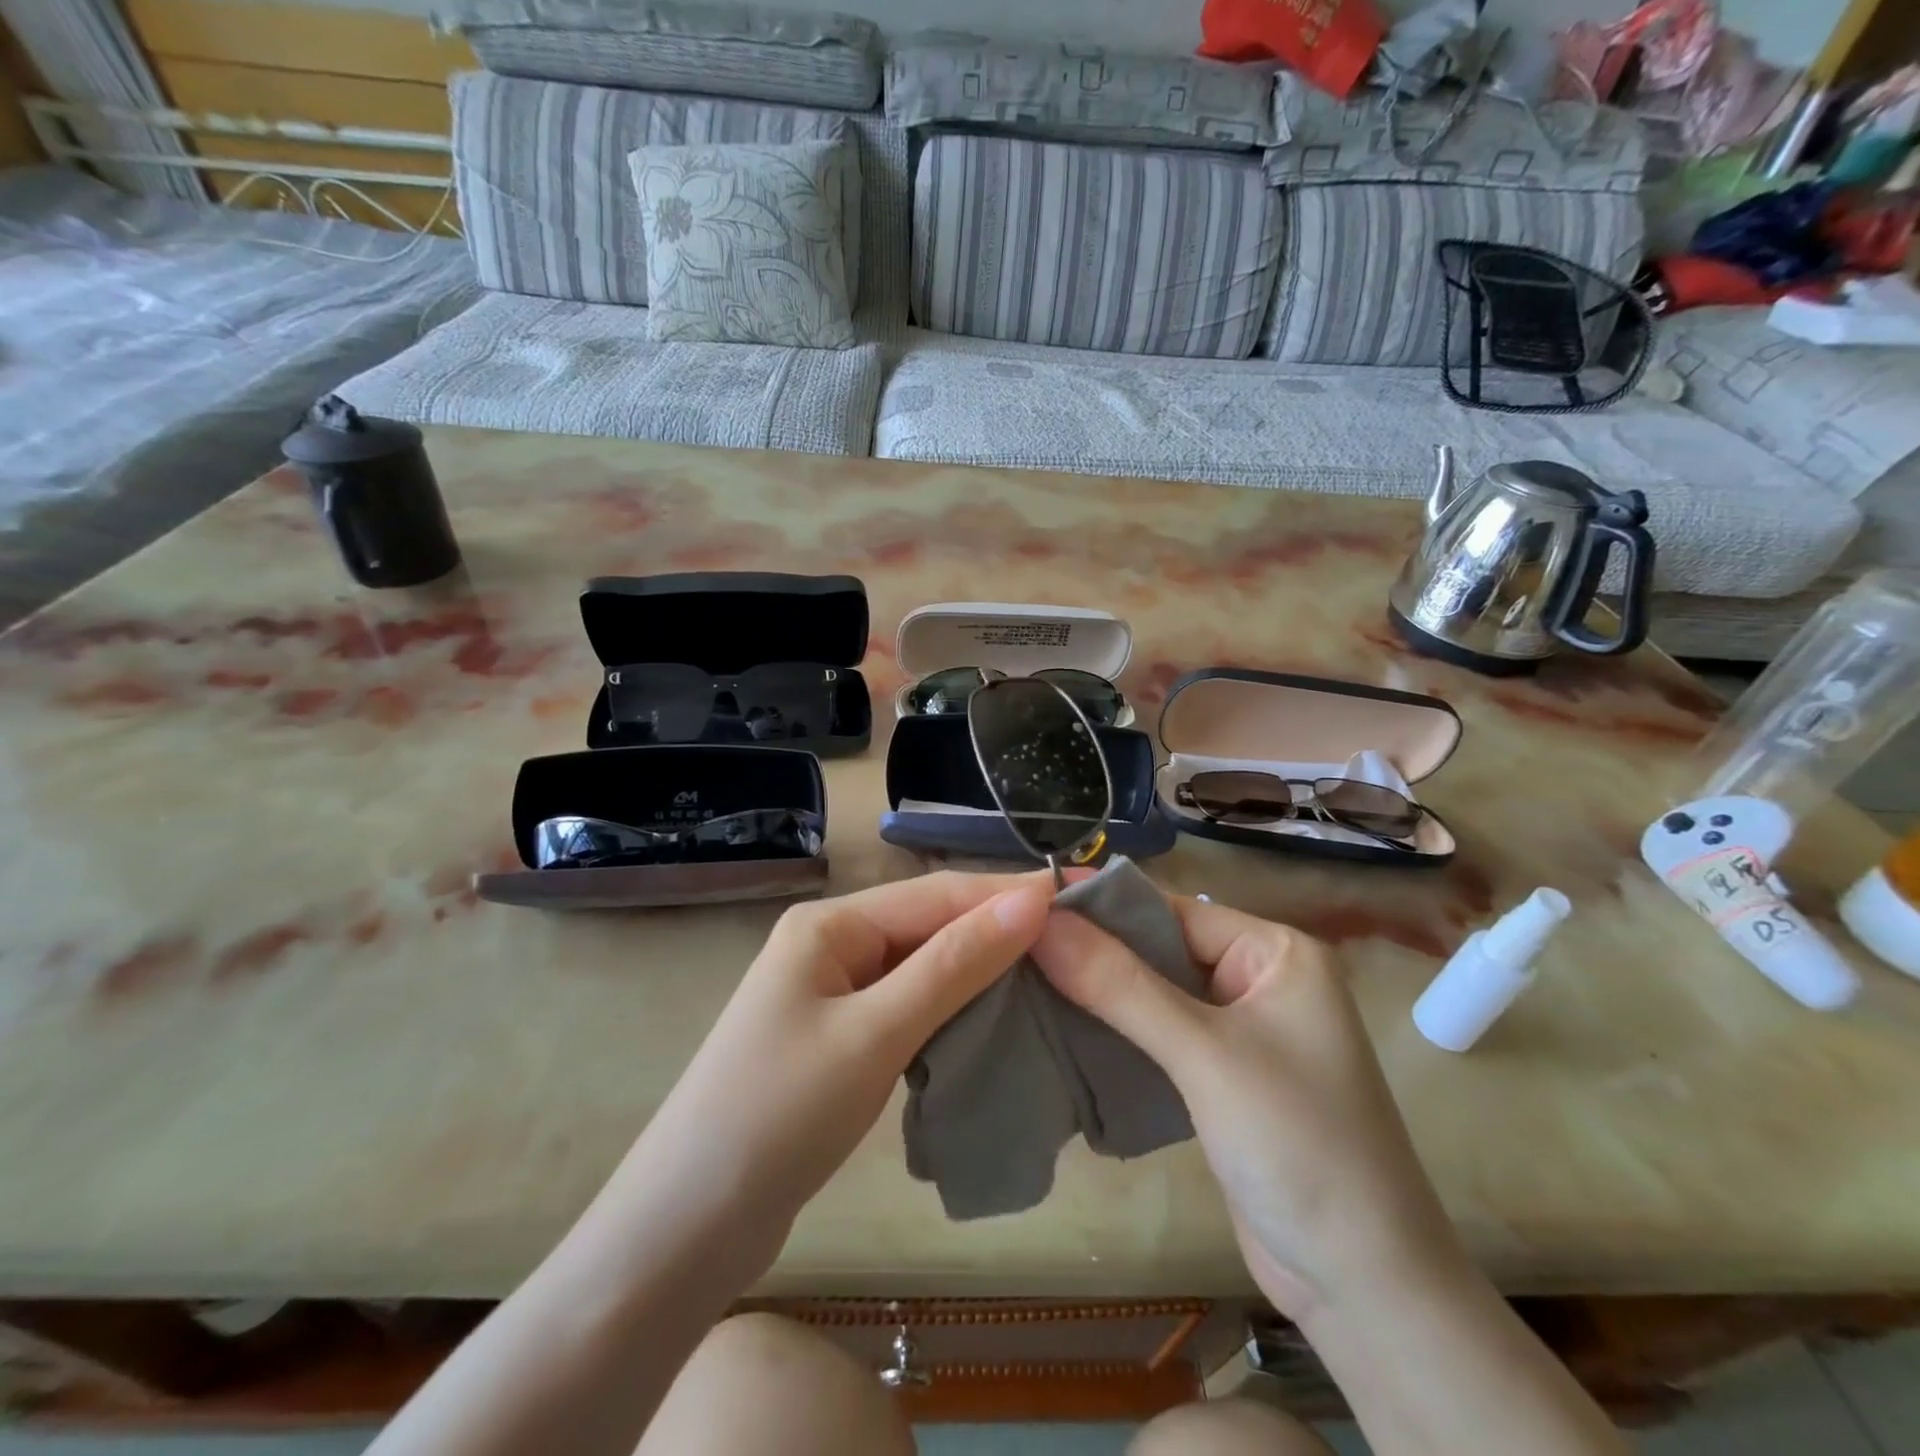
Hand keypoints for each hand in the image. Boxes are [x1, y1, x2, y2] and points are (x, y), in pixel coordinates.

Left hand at [610, 871, 1053, 1289]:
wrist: (687, 1227)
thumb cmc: (779, 1114)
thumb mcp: (876, 1032)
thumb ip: (954, 964)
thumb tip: (1031, 899)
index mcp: (830, 924)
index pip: (936, 895)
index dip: (1007, 894)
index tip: (1078, 895)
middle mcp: (831, 945)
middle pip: (929, 926)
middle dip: (997, 931)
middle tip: (1078, 942)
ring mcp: (833, 993)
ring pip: (923, 968)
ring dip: (979, 972)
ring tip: (1052, 975)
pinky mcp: (839, 1038)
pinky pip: (908, 1006)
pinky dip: (951, 1010)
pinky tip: (993, 1019)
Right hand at [1031, 896, 1464, 1320]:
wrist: (1365, 1289)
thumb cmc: (1299, 1146)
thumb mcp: (1204, 1055)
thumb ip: (1120, 985)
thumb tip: (1040, 921)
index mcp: (1275, 952)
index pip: (1171, 910)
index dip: (1099, 908)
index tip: (1023, 905)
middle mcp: (1260, 979)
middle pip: (1159, 949)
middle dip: (1093, 952)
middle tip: (1011, 946)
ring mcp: (1241, 1031)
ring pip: (1153, 993)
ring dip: (1098, 993)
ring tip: (1021, 981)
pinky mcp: (1221, 1076)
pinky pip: (1159, 1035)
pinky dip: (1116, 1032)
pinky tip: (1061, 1028)